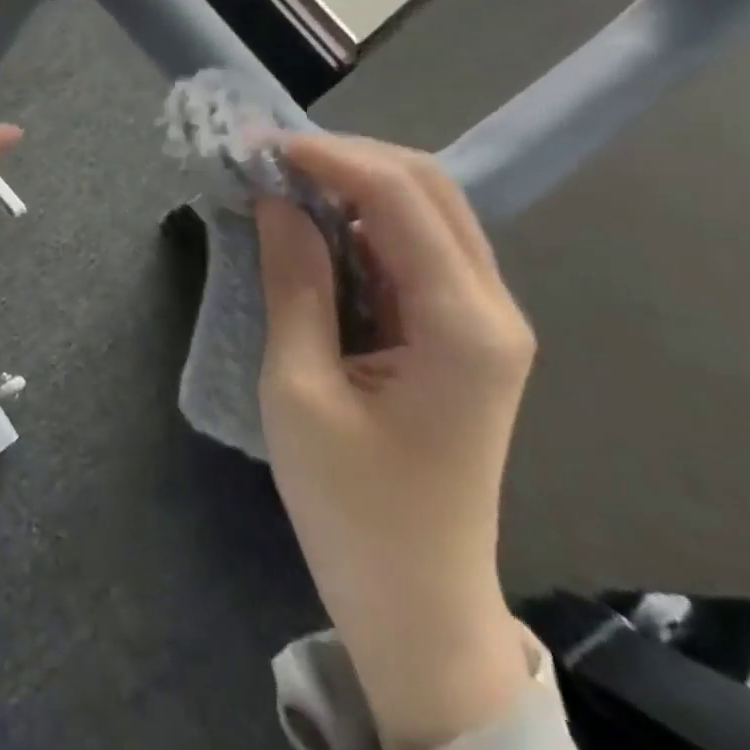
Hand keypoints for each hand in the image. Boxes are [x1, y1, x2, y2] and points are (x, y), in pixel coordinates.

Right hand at [256, 134, 536, 749]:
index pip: (401, 197)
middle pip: (428, 187)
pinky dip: (362, 220)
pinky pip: (415, 248)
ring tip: (282, 180)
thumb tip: (275, 199)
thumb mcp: (298, 389)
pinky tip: (314, 222)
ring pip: (425, 210)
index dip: (328, 157)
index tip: (259, 146)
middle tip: (269, 158)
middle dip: (346, 157)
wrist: (417, 603)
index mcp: (463, 326)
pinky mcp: (461, 333)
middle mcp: (491, 308)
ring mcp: (482, 320)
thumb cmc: (350, 507)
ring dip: (353, 183)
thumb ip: (293, 282)